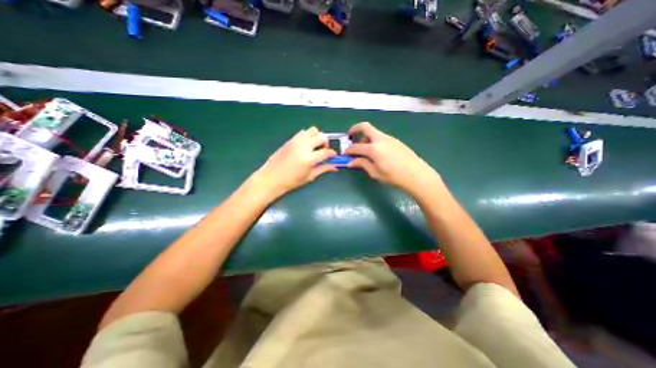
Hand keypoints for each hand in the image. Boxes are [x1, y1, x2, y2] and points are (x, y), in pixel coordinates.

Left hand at [253, 128, 337, 199]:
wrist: (271, 178)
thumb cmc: (291, 181)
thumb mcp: (309, 177)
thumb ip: (323, 169)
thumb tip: (335, 167)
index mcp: (309, 159)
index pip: (327, 152)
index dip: (332, 154)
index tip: (333, 156)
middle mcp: (304, 146)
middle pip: (321, 136)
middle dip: (326, 143)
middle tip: (323, 151)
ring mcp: (296, 141)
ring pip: (313, 130)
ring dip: (317, 137)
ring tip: (314, 147)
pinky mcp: (290, 140)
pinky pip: (303, 132)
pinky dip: (308, 136)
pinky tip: (305, 146)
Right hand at [343, 122, 440, 196]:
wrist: (417, 175)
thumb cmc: (394, 177)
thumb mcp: (375, 173)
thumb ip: (362, 164)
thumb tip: (351, 162)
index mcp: (374, 148)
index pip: (356, 147)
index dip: (348, 150)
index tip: (345, 154)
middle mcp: (380, 139)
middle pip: (365, 127)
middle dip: (355, 130)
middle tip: (350, 138)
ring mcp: (389, 138)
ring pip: (373, 132)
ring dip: (365, 138)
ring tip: (365, 151)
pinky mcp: (396, 141)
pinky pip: (381, 137)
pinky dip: (374, 141)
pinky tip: (377, 153)